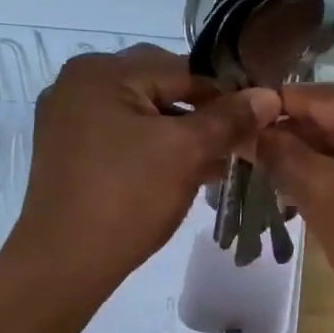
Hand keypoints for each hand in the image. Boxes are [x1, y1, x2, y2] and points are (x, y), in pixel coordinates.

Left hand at [5, 45, 271, 301]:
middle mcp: (78, 84)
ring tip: (215, 164)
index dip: (226, 94)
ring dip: (180, 135)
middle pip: (159, 88)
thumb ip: (229, 118)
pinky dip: (152, 150)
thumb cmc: (127, 197)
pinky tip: (181, 174)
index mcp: (102, 71)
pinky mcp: (67, 152)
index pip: (182, 69)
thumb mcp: (186, 152)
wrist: (64, 263)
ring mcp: (67, 119)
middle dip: (202, 115)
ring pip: (141, 115)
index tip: (258, 121)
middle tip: (235, 145)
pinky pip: (121, 137)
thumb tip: (269, 95)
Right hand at [257, 82, 333, 321]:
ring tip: (291, 188)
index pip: (312, 96)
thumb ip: (278, 152)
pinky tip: (332, 192)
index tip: (239, 137)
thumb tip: (247, 130)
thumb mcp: (317, 192)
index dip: (270, 115)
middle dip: (300, 141)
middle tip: (263, 172)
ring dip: (327, 157)